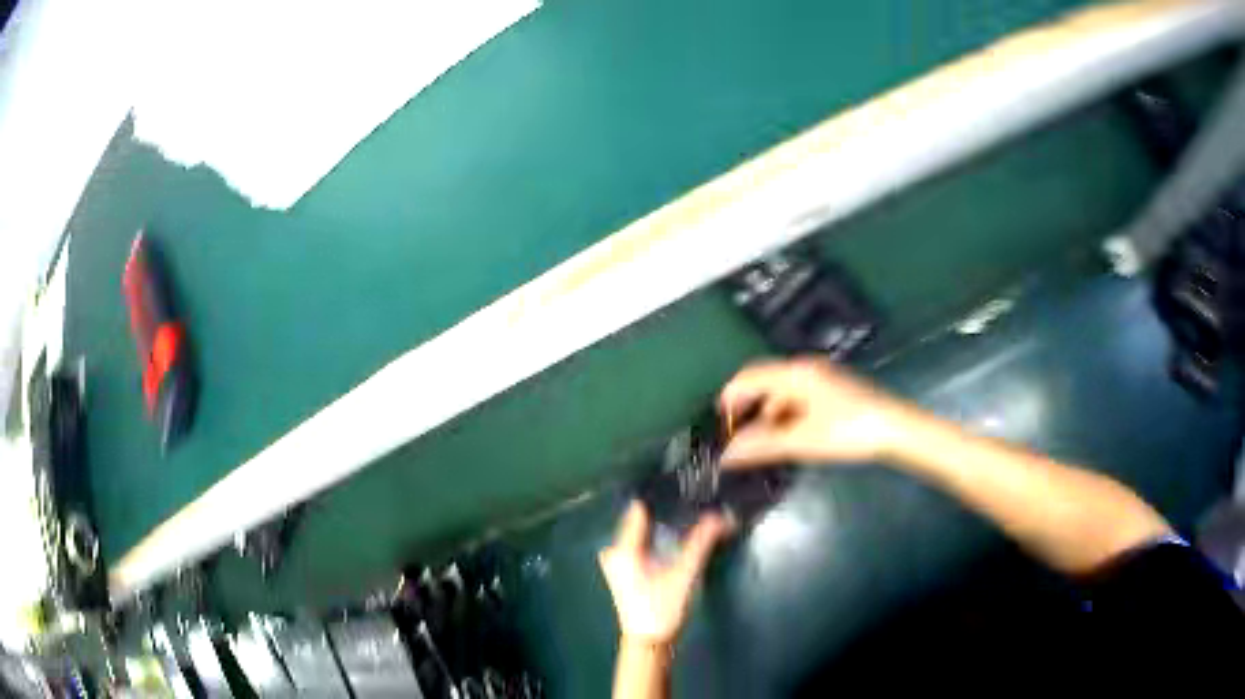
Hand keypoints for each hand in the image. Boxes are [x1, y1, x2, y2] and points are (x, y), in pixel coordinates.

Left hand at [598, 501, 733, 645]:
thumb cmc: (661, 608)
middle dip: (667, 512)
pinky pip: (642, 545)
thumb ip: (700, 543)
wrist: (648, 643)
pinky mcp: (626, 571)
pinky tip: (678, 536)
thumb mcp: (683, 574)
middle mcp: (615, 550)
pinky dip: (659, 540)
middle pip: (642, 521)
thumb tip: (720, 515)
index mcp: (623, 548)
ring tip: (692, 513)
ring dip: (664, 526)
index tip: (685, 486)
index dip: (663, 497)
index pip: (640, 510)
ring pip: (643, 534)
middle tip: (694, 499)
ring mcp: (618, 562)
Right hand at [719, 358, 907, 467]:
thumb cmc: (846, 431)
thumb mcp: (801, 441)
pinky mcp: (830, 390)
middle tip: (734, 435)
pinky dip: (783, 415)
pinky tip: (785, 437)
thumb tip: (726, 454)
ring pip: (780, 391)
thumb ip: (761, 445)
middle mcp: (804, 368)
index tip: (718, 424)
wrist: (894, 429)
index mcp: (794, 373)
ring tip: (758, 443)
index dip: (730, 398)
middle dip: (746, 406)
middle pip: (763, 381)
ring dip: (765, 414)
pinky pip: (796, 397)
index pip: (749, 377)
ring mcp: (819, 378)